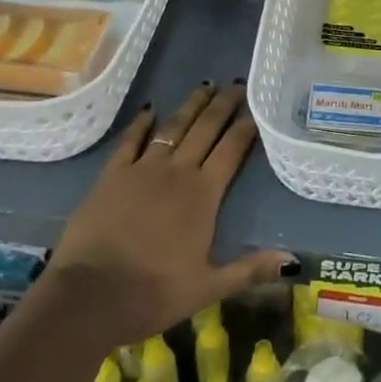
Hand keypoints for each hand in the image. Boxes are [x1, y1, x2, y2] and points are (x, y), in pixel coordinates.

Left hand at [45, 81, 294, 345]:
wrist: (89, 298)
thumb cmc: (152, 294)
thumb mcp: (207, 288)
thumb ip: (249, 269)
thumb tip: (291, 260)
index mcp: (204, 195)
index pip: (232, 150)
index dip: (245, 126)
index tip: (256, 106)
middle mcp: (177, 172)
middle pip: (205, 129)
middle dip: (223, 105)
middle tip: (235, 83)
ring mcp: (143, 169)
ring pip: (173, 127)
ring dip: (191, 105)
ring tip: (205, 86)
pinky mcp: (112, 175)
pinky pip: (130, 141)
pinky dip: (141, 123)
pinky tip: (149, 109)